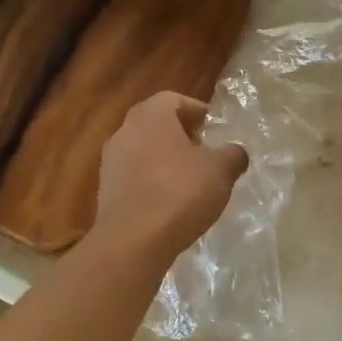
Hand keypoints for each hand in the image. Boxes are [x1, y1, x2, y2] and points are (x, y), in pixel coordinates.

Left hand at [92, 92, 247, 261]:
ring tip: (188, 178)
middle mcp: (125, 131)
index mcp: (151, 116)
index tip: (212, 125)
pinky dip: (151, 180)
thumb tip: (235, 152)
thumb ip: (233, 155)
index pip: (173, 98)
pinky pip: (133, 175)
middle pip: (154, 123)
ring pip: (142, 149)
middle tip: (202, 149)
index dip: (195, 109)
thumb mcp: (221, 171)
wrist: (133, 241)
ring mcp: (110, 162)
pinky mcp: (106, 190)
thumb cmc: (180, 193)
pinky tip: (169, 201)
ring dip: (164, 157)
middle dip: (179, 132)